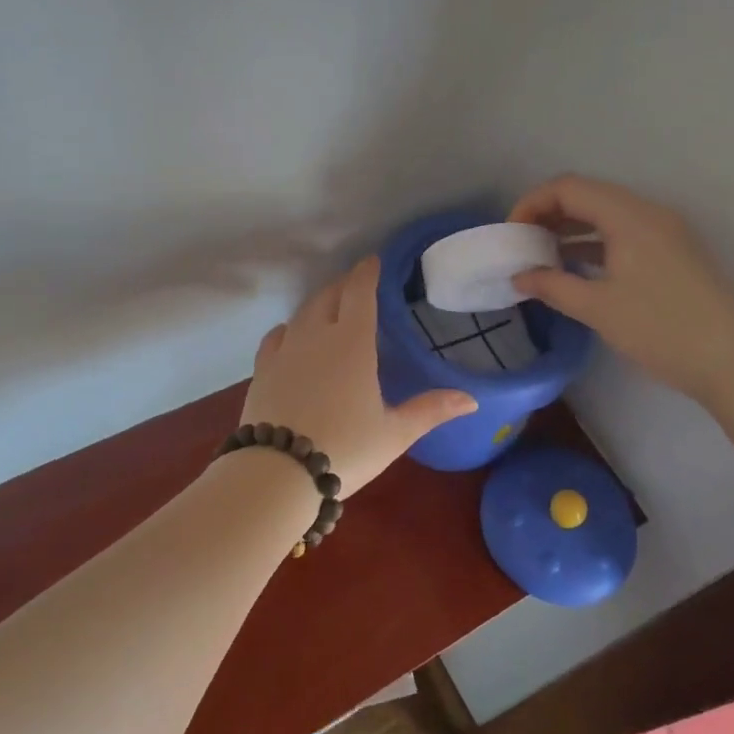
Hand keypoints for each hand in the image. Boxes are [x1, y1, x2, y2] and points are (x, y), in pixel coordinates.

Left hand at [238, 257, 476, 496]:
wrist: (277, 473)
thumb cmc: (345, 449)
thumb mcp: (394, 433)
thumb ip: (430, 410)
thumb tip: (471, 400)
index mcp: (352, 343)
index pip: (360, 292)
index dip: (367, 272)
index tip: (373, 260)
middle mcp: (316, 336)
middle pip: (329, 296)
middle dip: (344, 285)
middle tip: (356, 285)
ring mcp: (285, 351)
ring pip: (302, 312)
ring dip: (319, 303)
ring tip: (329, 308)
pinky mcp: (262, 370)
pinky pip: (276, 336)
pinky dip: (289, 329)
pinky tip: (292, 336)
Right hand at [509, 176, 733, 398]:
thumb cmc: (660, 328)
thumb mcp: (598, 308)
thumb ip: (552, 286)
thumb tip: (520, 276)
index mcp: (628, 216)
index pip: (568, 187)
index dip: (532, 203)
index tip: (511, 234)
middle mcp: (647, 213)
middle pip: (588, 195)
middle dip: (549, 213)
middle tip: (522, 243)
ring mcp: (664, 231)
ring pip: (606, 214)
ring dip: (571, 227)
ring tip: (542, 255)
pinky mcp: (672, 252)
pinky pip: (623, 232)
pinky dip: (594, 242)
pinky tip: (576, 266)